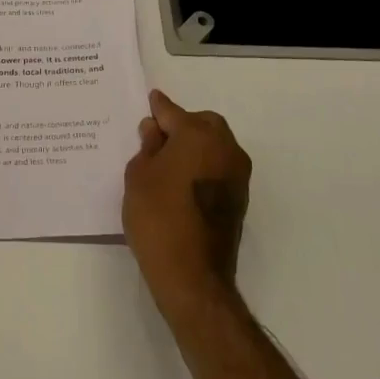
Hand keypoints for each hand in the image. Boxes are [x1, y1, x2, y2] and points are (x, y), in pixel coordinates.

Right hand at [124, 90, 252, 329]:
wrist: (192, 276)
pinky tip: (182, 180)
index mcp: (198, 135)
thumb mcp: (138, 175)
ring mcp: (237, 174)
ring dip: (195, 145)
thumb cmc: (158, 218)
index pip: (172, 111)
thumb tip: (155, 130)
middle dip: (182, 124)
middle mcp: (225, 148)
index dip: (157, 108)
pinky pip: (220, 166)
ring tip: (168, 160)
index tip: (150, 102)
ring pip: (216, 144)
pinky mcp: (240, 198)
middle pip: (203, 123)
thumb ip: (148, 146)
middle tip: (157, 138)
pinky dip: (203, 164)